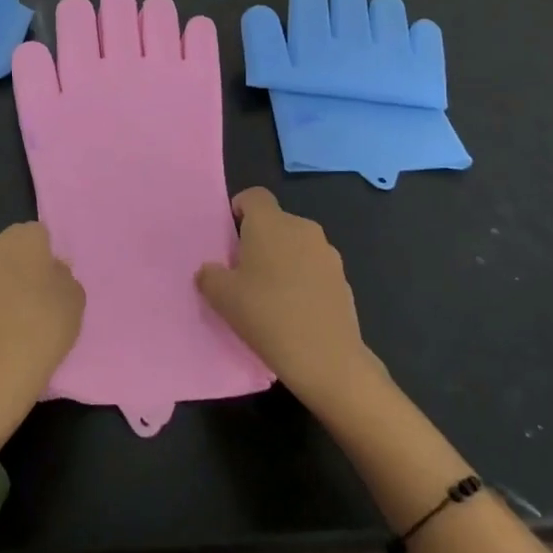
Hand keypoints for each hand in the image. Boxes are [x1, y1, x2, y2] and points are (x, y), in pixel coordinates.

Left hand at [0, 222, 83, 450]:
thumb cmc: (42, 329)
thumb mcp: (75, 299)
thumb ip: (63, 276)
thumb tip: (50, 271)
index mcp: (20, 237)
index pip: (39, 235)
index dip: (49, 257)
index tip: (55, 283)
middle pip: (11, 251)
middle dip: (23, 268)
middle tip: (39, 300)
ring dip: (2, 288)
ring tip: (18, 322)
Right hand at [196, 188, 382, 413]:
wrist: (326, 357)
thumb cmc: (266, 315)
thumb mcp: (222, 298)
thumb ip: (210, 276)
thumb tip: (210, 270)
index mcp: (270, 222)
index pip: (254, 196)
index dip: (239, 209)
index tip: (230, 237)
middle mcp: (302, 227)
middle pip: (276, 222)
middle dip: (260, 240)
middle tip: (244, 273)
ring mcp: (327, 252)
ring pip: (297, 245)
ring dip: (283, 260)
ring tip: (270, 296)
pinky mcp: (343, 278)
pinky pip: (314, 268)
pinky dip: (303, 280)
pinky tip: (295, 311)